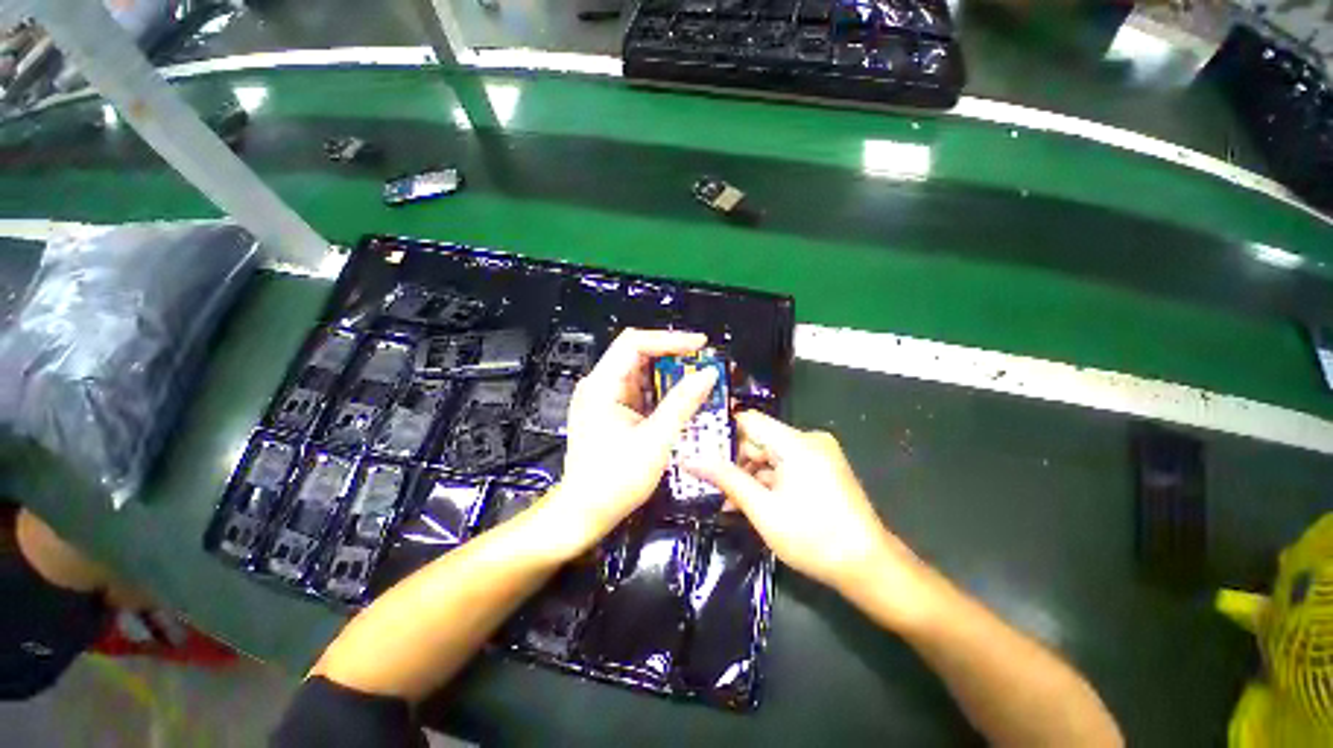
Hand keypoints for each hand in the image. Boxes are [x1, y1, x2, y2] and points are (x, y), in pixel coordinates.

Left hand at [533, 329, 718, 559]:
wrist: (584, 512)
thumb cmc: (614, 481)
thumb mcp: (655, 441)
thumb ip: (682, 403)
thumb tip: (707, 375)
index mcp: (601, 386)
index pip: (635, 343)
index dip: (670, 340)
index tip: (700, 345)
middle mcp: (599, 385)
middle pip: (637, 353)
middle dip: (672, 356)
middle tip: (703, 363)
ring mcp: (603, 398)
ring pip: (640, 372)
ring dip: (669, 374)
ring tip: (698, 380)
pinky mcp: (610, 410)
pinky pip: (639, 390)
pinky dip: (661, 391)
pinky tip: (680, 399)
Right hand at [689, 412, 923, 597]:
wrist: (869, 567)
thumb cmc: (813, 538)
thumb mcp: (762, 510)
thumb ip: (726, 479)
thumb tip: (690, 459)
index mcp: (796, 443)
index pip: (748, 420)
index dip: (722, 431)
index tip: (698, 447)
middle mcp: (808, 440)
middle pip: (759, 439)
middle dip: (734, 461)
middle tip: (710, 482)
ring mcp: (817, 454)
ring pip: (770, 455)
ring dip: (749, 475)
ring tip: (728, 501)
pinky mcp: (821, 468)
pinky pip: (785, 466)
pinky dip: (767, 481)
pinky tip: (752, 502)